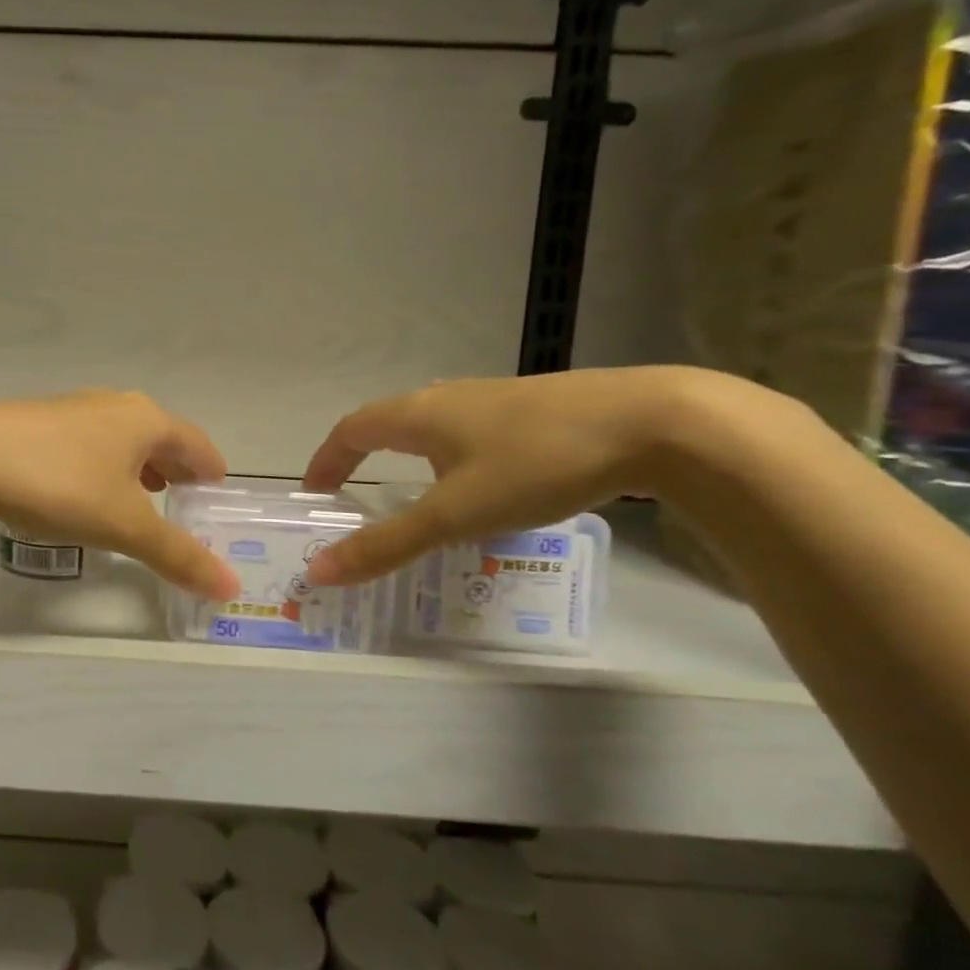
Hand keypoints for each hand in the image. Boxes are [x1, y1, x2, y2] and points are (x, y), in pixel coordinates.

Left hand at [0, 390, 238, 598]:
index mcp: (145, 420)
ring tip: (145, 499)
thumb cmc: (59, 483)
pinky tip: (88, 494)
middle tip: (187, 503)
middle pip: (160, 438)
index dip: (212, 471)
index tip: (218, 495)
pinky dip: (104, 470)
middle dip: (176, 470)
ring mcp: (73, 412)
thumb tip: (230, 588)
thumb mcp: (124, 525)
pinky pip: (88, 447)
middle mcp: (114, 406)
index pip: (197, 443)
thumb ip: (178, 555)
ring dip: (139, 469)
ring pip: (121, 441)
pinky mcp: (39, 425)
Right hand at [302, 366, 770, 584]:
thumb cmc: (536, 463)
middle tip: (354, 496)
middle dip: (362, 457)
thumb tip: (319, 571)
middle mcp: (447, 398)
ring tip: (415, 498)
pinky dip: (451, 459)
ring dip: (408, 457)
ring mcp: (493, 399)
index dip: (326, 459)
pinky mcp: (533, 409)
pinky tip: (484, 488)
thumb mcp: (455, 513)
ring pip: (432, 427)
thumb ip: (387, 544)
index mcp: (418, 414)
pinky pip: (470, 433)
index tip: (315, 492)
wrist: (655, 422)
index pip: (350, 429)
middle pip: (387, 423)